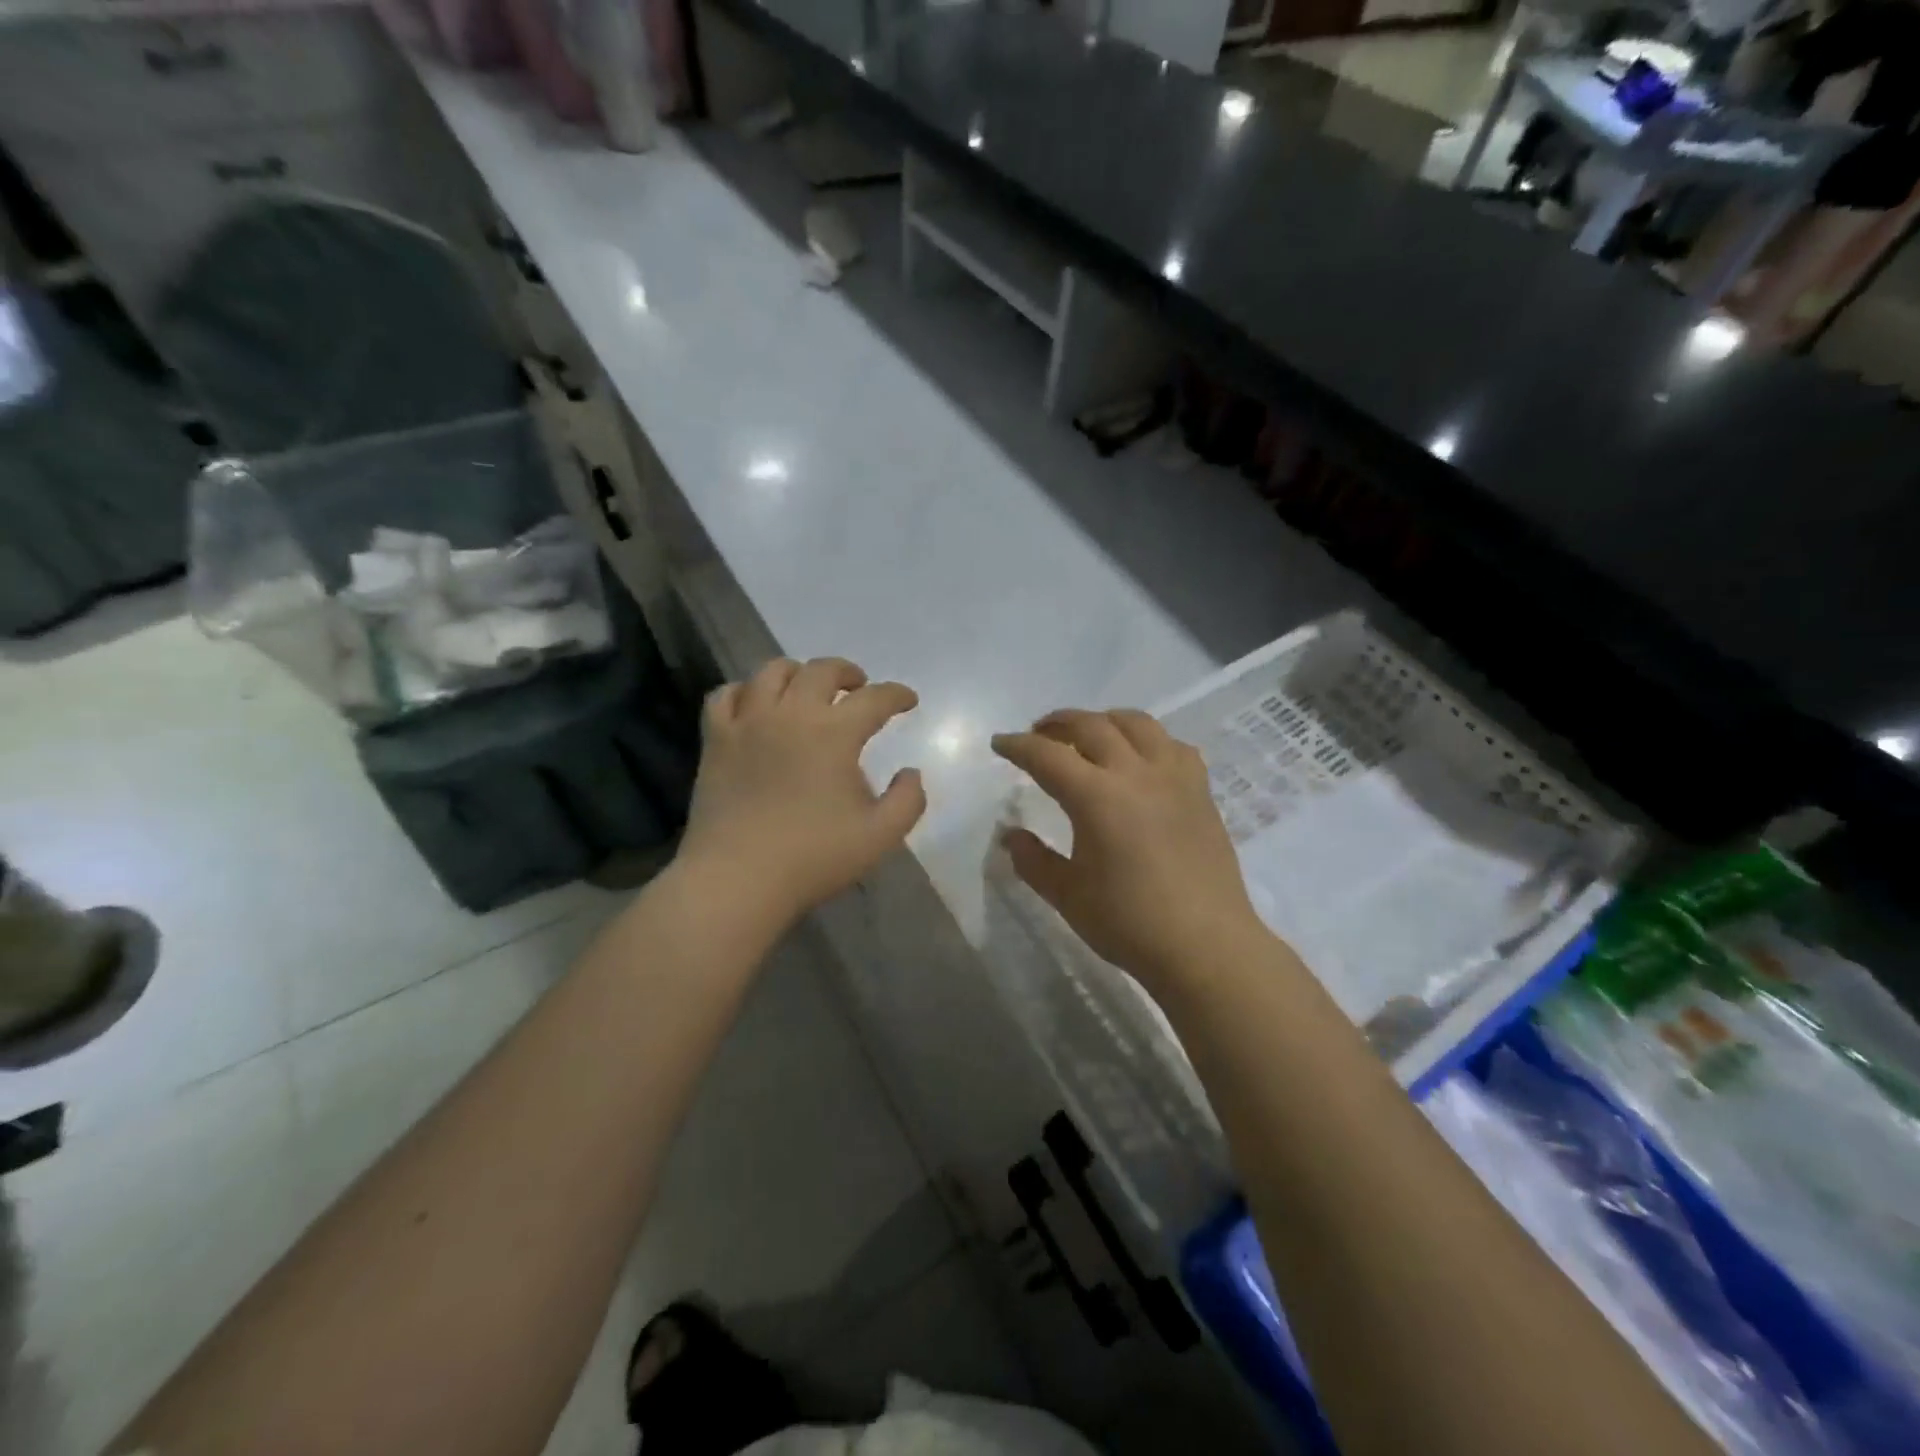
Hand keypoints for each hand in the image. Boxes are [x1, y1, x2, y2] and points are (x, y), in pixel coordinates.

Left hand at [679, 657, 925, 925]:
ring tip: (807, 688)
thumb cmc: (813, 858)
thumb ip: (908, 800)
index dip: (897, 695)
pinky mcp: (716, 740)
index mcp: (835, 733)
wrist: (737, 879)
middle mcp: (791, 714)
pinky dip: (744, 691)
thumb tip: (911, 772)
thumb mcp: (880, 836)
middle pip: (822, 670)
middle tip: (859, 686)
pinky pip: (724, 695)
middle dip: (848, 672)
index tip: (908, 700)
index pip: (874, 698)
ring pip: (772, 672)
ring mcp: (748, 723)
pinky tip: (753, 704)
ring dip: (798, 672)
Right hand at [992, 709, 1269, 992]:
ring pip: (1137, 723)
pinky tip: (1142, 759)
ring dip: (1105, 721)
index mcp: (1097, 797)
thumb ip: (1034, 860)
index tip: (1000, 743)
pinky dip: (1149, 741)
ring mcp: (1174, 778)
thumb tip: (1011, 835)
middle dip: (1058, 723)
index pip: (1047, 756)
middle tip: (1039, 733)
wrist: (1205, 945)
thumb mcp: (1068, 896)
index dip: (1018, 746)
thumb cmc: (1129, 923)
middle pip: (1091, 726)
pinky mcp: (1201, 791)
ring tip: (1090, 735)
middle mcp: (1135, 774)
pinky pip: (1174, 746)